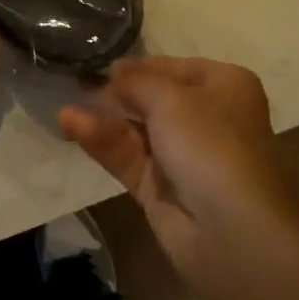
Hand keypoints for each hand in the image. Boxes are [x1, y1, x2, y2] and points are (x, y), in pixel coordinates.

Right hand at [59, 56, 298, 299]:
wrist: (234, 233)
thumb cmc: (211, 145)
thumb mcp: (171, 98)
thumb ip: (136, 81)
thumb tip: (114, 72)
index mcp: (224, 87)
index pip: (175, 68)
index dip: (140, 66)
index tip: (104, 66)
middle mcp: (207, 118)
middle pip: (153, 98)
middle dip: (116, 94)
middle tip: (77, 85)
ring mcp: (183, 156)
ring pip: (136, 130)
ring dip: (103, 119)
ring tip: (65, 112)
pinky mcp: (162, 188)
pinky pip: (128, 157)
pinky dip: (102, 142)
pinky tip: (72, 128)